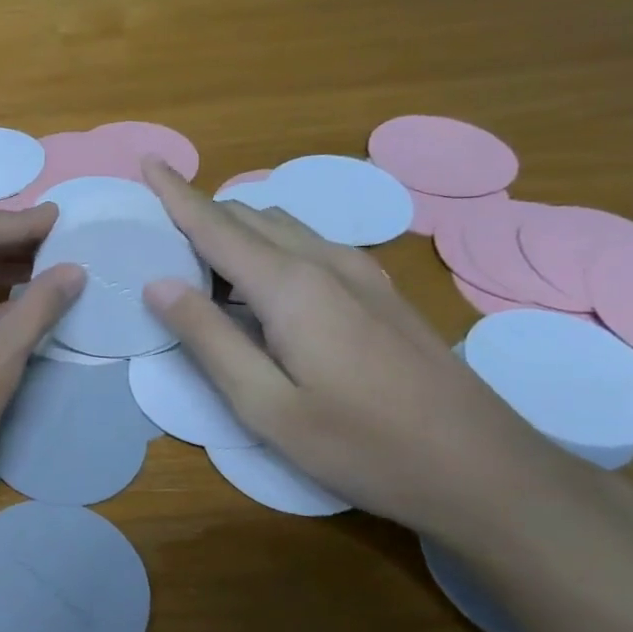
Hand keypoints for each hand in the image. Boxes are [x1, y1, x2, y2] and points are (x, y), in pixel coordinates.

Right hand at [138, 158, 576, 539]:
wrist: (485, 470)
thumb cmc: (361, 444)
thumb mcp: (264, 405)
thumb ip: (208, 338)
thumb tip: (158, 283)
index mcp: (291, 286)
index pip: (216, 224)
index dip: (177, 193)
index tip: (148, 161)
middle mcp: (326, 262)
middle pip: (249, 217)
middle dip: (199, 215)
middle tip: (157, 243)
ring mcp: (362, 274)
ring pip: (283, 227)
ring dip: (236, 232)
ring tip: (201, 270)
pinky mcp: (381, 292)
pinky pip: (309, 246)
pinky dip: (269, 248)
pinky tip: (261, 288)